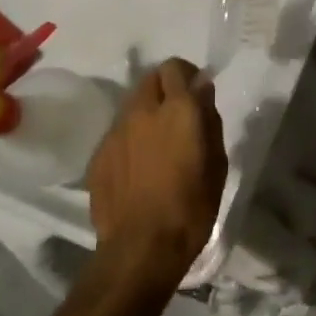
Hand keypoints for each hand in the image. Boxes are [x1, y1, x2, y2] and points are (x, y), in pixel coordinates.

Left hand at [87, 58, 228, 287]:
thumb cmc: (191, 207)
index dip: (187, 76)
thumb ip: (209, 120)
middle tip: (177, 116)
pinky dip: (130, 139)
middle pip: (151, 78)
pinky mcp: (98, 154)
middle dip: (165, 88)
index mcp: (178, 109)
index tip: (196, 94)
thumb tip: (202, 92)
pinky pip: (118, 132)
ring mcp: (116, 131)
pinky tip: (138, 168)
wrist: (141, 248)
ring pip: (132, 104)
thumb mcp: (217, 163)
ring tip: (157, 144)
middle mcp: (143, 111)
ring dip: (147, 112)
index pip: (175, 67)